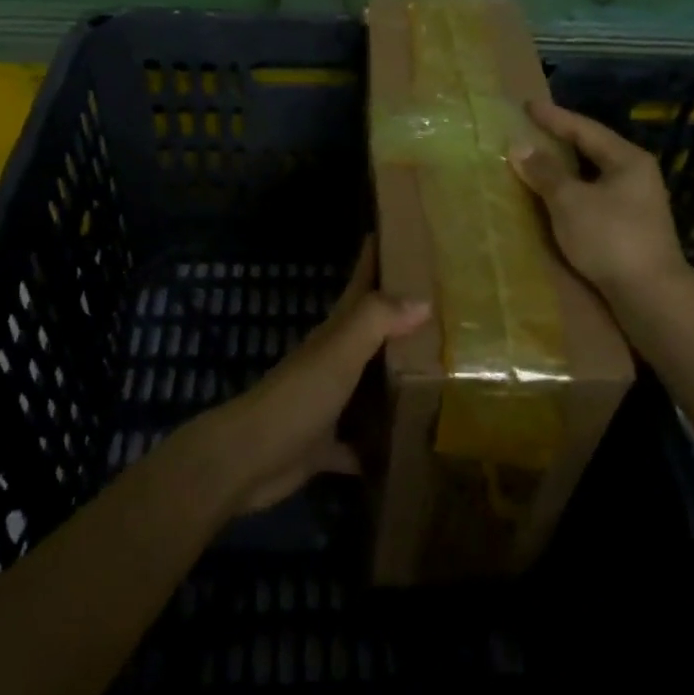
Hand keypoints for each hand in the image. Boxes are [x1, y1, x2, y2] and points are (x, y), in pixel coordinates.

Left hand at [199, 238, 428, 513]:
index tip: (402, 234)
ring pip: (368, 385)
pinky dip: (379, 443)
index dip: (375, 258)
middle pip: (371, 333)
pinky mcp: (325, 445)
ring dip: (396, 381)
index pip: (360, 286)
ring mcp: (327, 403)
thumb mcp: (338, 352)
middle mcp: (332, 362)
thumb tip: (423, 299)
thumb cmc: (296, 397)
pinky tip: (410, 447)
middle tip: (445, 311)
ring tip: (443, 377)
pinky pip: (360, 442)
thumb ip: (376, 321)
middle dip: (402, 320)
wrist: (247, 459)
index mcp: (334, 334)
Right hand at [510, 99, 689, 299]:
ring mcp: (636, 203)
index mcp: (627, 160)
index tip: (528, 106)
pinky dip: (571, 192)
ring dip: (564, 169)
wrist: (650, 294)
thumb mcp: (570, 200)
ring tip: (537, 162)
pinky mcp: (630, 228)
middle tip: (531, 130)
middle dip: (561, 140)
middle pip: (592, 149)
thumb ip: (545, 172)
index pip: (585, 129)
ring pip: (593, 176)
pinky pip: (594, 197)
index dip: (554, 117)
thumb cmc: (610, 237)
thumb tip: (520, 146)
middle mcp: (636, 175)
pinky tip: (554, 199)